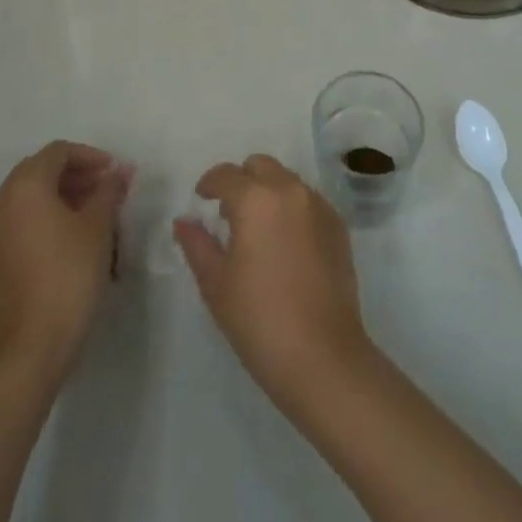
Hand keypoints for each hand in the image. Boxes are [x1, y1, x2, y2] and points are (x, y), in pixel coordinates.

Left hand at [0, 141, 131, 378]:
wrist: (33, 347)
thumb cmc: (69, 274)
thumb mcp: (98, 226)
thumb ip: (108, 191)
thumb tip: (118, 172)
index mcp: (24, 187)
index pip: (58, 152)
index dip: (90, 156)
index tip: (115, 172)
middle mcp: (1, 203)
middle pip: (40, 172)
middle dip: (76, 176)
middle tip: (105, 190)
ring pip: (30, 199)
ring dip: (62, 198)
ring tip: (94, 216)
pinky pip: (21, 223)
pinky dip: (46, 220)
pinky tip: (72, 241)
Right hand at [174, 155, 371, 406]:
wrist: (322, 355)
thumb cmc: (259, 319)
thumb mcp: (216, 283)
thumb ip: (197, 244)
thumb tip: (184, 221)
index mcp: (255, 198)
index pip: (226, 175)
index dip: (209, 184)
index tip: (202, 200)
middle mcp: (289, 190)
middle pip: (260, 166)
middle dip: (242, 181)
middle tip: (230, 214)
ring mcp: (318, 205)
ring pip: (286, 180)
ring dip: (269, 192)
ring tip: (259, 230)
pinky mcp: (338, 225)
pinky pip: (308, 201)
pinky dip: (293, 209)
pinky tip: (286, 245)